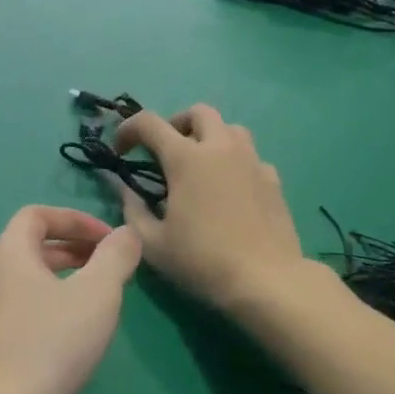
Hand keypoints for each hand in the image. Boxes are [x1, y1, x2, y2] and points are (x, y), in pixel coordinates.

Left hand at [0, 207, 141, 393]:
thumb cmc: (49, 344)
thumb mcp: (96, 294)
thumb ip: (115, 257)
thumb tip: (127, 232)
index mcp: (9, 254)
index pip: (35, 215)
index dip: (74, 218)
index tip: (108, 239)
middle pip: (31, 249)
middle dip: (74, 250)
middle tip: (109, 268)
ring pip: (29, 285)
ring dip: (65, 283)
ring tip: (100, 302)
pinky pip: (25, 316)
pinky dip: (53, 313)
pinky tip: (77, 341)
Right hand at [113, 105, 307, 311]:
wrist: (266, 281)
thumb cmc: (201, 260)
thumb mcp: (151, 242)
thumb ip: (132, 208)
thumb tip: (123, 188)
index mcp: (186, 158)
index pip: (149, 122)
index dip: (128, 129)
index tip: (120, 150)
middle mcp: (221, 148)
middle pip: (198, 112)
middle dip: (176, 124)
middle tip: (165, 151)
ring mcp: (252, 161)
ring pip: (230, 128)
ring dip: (209, 137)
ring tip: (199, 166)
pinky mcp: (273, 180)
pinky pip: (250, 156)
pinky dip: (234, 162)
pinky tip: (229, 190)